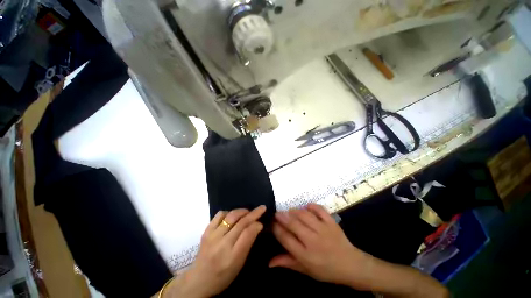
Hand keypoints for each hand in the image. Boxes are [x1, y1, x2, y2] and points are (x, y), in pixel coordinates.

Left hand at [166, 206, 265, 297]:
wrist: (200, 278)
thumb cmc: (224, 276)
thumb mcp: (240, 264)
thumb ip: (246, 246)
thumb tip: (254, 229)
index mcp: (234, 255)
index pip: (248, 233)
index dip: (257, 224)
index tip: (262, 222)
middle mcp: (223, 243)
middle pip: (240, 223)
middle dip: (253, 214)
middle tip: (261, 208)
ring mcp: (212, 236)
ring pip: (229, 217)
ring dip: (240, 211)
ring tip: (247, 212)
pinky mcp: (205, 233)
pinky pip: (217, 217)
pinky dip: (227, 213)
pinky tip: (232, 216)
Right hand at [270, 204, 374, 289]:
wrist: (350, 265)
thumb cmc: (326, 271)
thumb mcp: (305, 270)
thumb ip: (288, 263)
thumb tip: (269, 262)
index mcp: (304, 254)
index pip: (285, 238)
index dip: (276, 229)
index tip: (271, 224)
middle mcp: (312, 240)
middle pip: (293, 224)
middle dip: (282, 217)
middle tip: (277, 214)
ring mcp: (323, 230)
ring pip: (305, 216)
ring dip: (295, 211)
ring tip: (289, 211)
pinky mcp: (333, 224)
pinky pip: (321, 211)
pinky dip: (313, 206)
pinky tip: (306, 206)